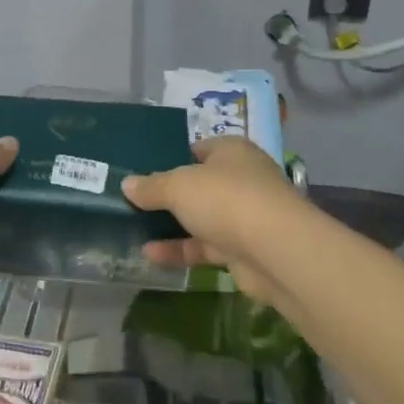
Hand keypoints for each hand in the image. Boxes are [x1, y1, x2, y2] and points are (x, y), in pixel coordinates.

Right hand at [122, 137, 308, 307]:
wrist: (276, 251)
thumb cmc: (225, 199)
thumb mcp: (178, 186)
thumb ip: (151, 186)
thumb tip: (127, 184)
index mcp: (231, 151)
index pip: (197, 149)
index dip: (171, 157)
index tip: (143, 170)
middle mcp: (241, 179)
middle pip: (199, 185)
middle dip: (169, 195)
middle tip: (134, 201)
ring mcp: (244, 216)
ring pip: (202, 218)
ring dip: (172, 225)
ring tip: (135, 229)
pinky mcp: (244, 250)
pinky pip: (206, 247)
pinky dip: (181, 250)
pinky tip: (151, 255)